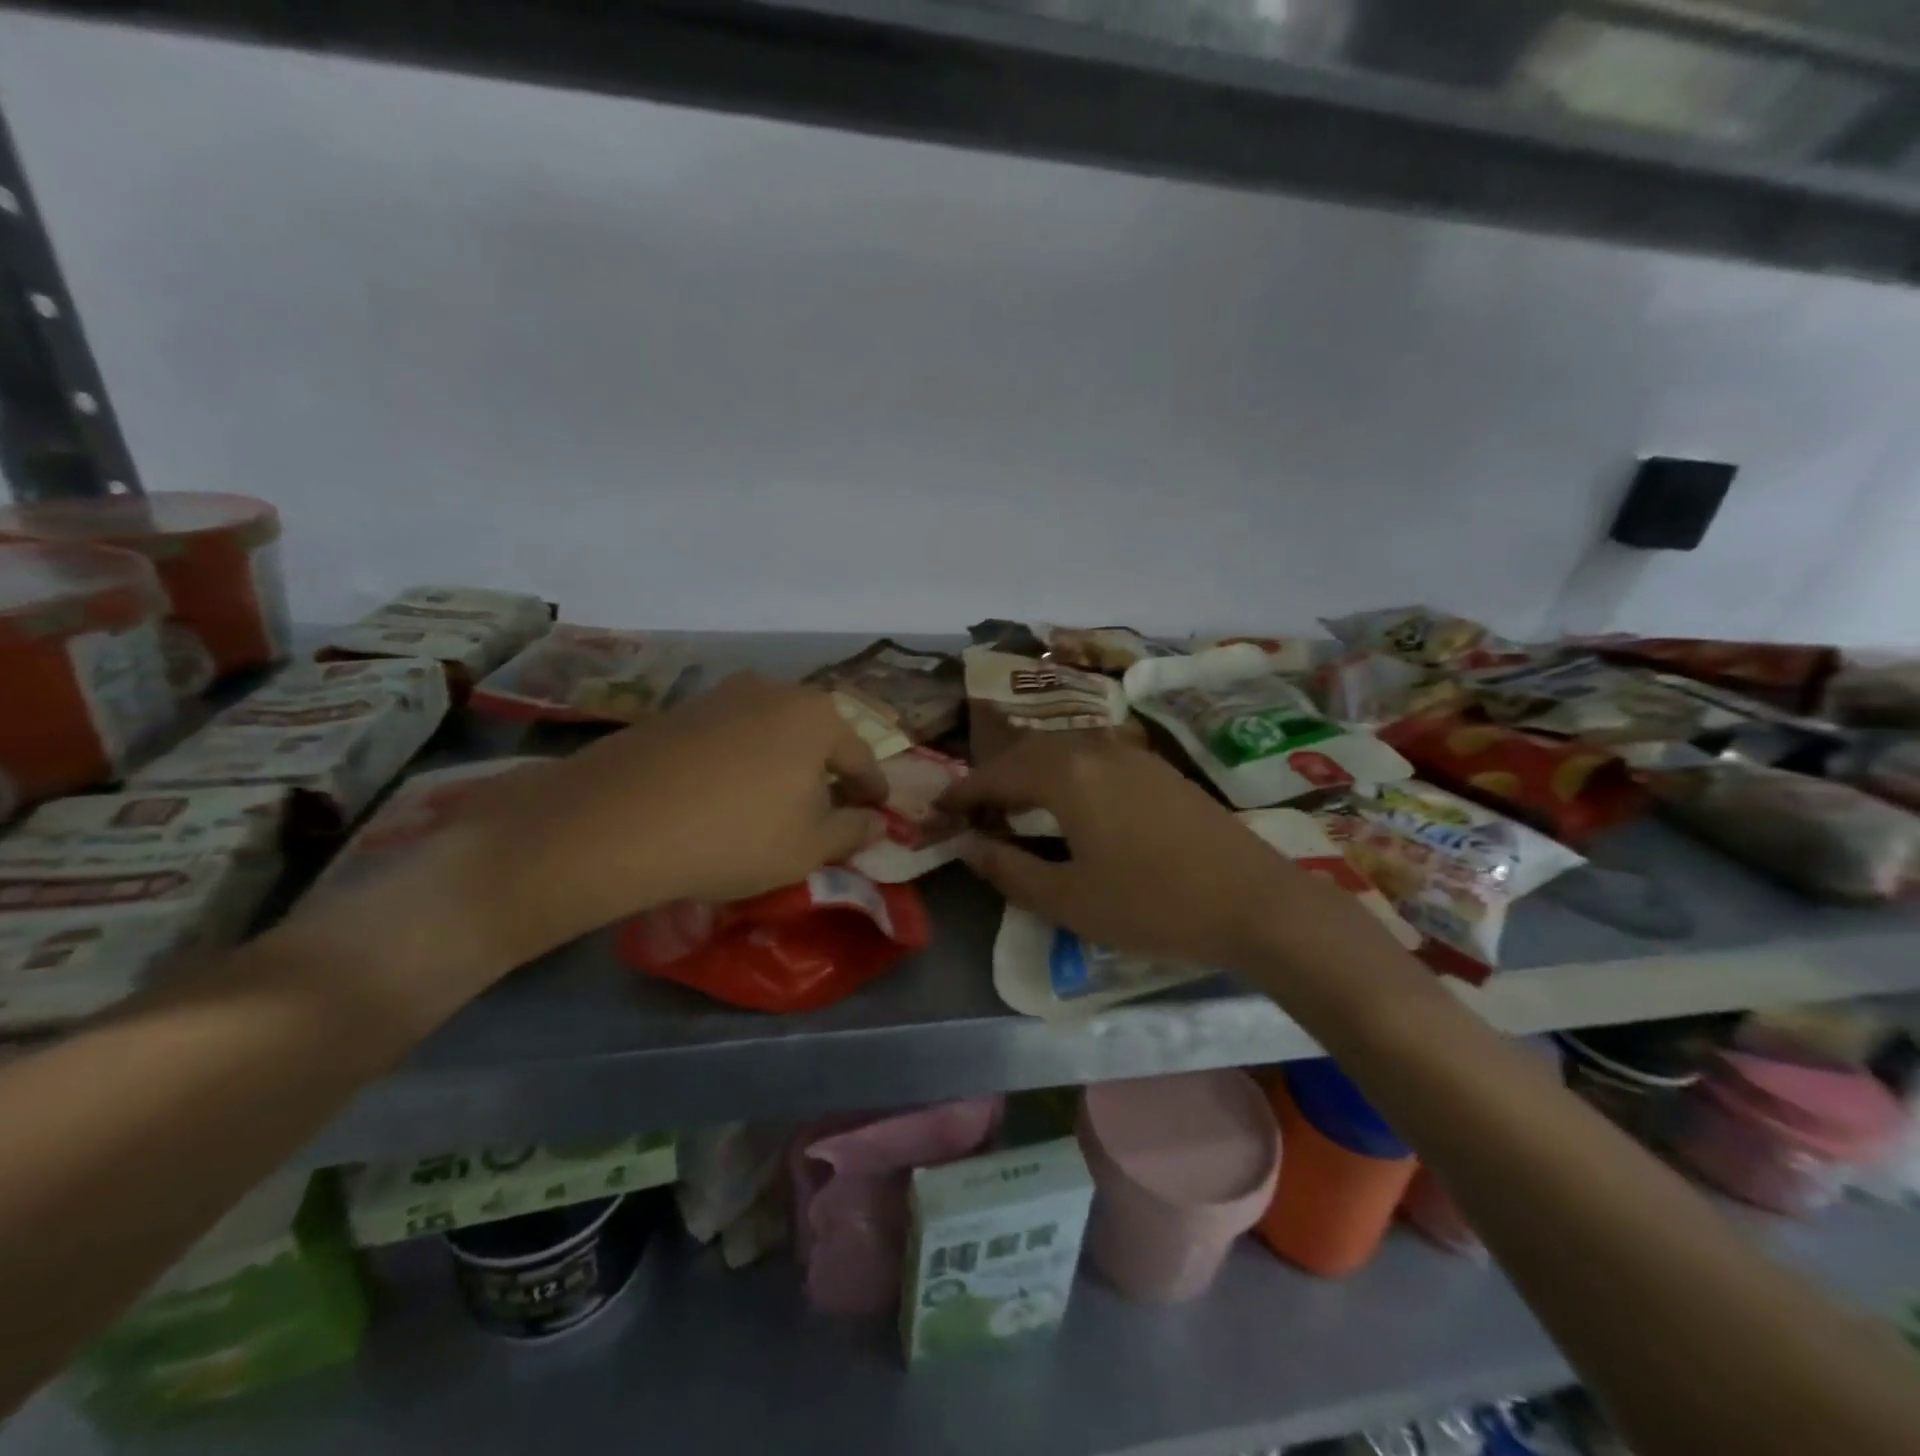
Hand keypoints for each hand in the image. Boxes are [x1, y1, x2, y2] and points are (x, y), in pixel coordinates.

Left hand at [390, 673, 888, 971]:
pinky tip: (724, 795)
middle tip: (827, 809)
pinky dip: (740, 764)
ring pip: (769, 733)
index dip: (872, 789)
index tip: (876, 811)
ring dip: (781, 765)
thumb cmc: (737, 834)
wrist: (617, 823)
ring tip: (774, 804)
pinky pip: (728, 738)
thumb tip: (878, 821)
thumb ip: (854, 830)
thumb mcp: (810, 846)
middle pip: (815, 736)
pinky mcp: (676, 712)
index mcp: (817, 715)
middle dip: (825, 772)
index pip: (860, 757)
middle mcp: (772, 691)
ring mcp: (719, 696)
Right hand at [939, 732, 1391, 975]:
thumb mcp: (1068, 899)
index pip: (997, 774)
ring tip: (1014, 805)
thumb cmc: (1153, 905)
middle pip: (1028, 752)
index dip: (962, 793)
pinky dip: (1064, 772)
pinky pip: (1092, 756)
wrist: (1255, 902)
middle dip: (994, 778)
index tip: (937, 812)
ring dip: (1030, 771)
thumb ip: (1008, 870)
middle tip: (972, 811)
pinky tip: (1069, 801)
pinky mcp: (1158, 768)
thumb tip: (967, 846)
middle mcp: (1095, 748)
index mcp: (1066, 774)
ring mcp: (1132, 754)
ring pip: (1062, 749)